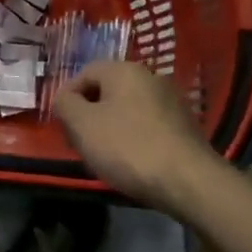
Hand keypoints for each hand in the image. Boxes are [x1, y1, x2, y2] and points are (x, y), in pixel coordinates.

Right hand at [54, 60, 222, 211]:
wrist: (188, 181)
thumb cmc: (127, 147)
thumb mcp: (82, 125)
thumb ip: (65, 104)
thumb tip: (65, 98)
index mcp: (124, 70)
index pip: (84, 73)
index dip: (68, 97)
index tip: (63, 126)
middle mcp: (150, 77)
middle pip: (107, 91)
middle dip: (89, 114)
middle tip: (81, 142)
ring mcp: (171, 101)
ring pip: (127, 109)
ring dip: (111, 127)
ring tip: (105, 156)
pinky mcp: (184, 126)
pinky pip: (147, 125)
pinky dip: (134, 138)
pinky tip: (132, 161)